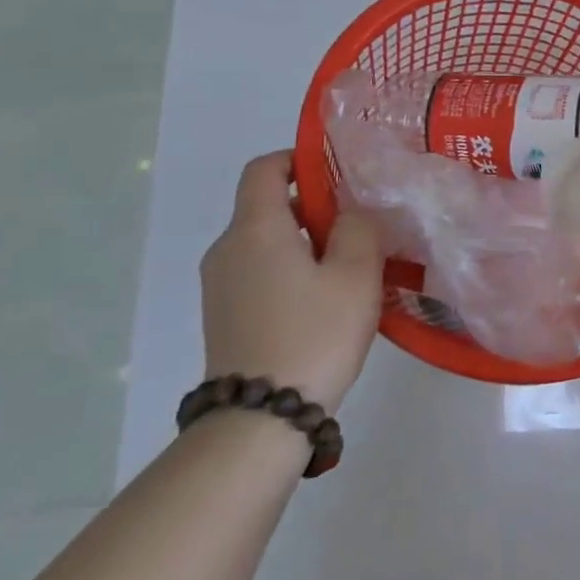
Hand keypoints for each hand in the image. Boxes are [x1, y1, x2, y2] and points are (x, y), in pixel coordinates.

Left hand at [200, 151, 383, 413]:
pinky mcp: (224, 315)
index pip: (264, 168)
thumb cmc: (313, 336)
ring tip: (347, 268)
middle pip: (267, 205)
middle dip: (313, 206)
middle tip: (358, 227)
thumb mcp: (355, 276)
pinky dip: (289, 269)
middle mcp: (227, 248)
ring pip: (265, 241)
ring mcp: (220, 285)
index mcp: (256, 228)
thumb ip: (359, 229)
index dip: (298, 159)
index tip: (337, 174)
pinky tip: (322, 301)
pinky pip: (258, 271)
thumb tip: (350, 214)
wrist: (258, 421)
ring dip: (304, 241)